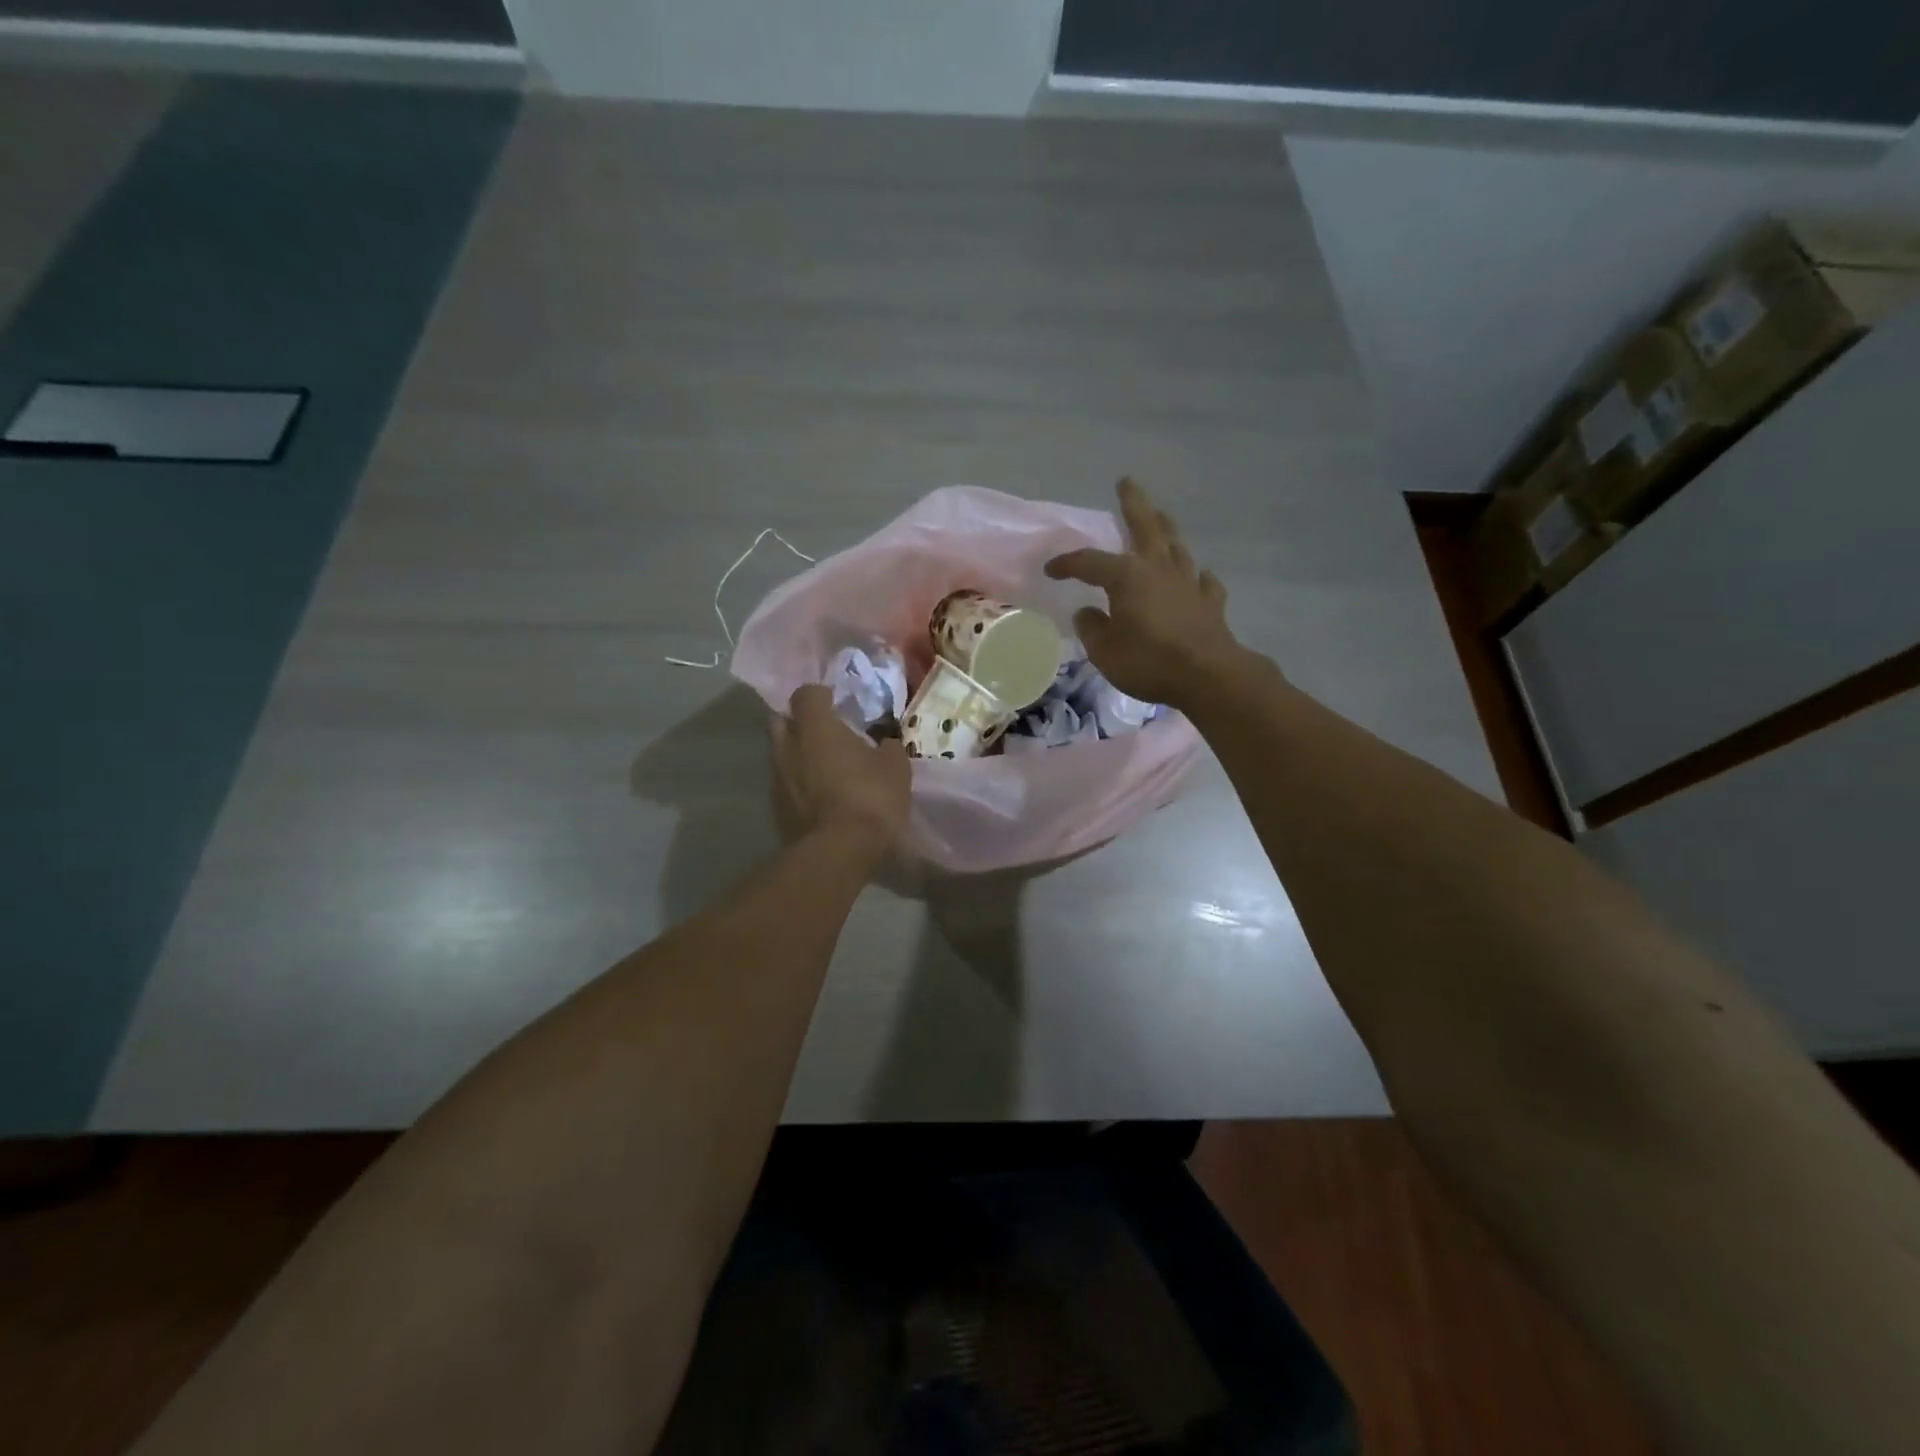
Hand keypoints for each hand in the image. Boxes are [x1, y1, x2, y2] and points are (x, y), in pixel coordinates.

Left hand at [770, 684, 910, 855]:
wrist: (836, 854)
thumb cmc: (869, 799)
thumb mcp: (896, 769)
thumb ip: (888, 748)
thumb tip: (885, 743)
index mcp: (815, 727)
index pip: (806, 693)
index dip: (820, 695)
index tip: (836, 702)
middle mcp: (787, 746)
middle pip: (782, 720)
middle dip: (799, 722)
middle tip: (824, 732)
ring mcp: (775, 779)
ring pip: (780, 754)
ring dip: (797, 755)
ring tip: (823, 767)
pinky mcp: (774, 808)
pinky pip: (784, 784)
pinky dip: (798, 784)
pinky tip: (819, 796)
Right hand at [1045, 478, 1257, 708]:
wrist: (1207, 675)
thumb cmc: (1148, 661)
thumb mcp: (1104, 651)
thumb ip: (1092, 628)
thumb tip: (1087, 613)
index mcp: (1127, 576)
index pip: (1089, 562)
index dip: (1067, 563)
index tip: (1051, 570)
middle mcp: (1158, 569)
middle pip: (1145, 527)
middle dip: (1133, 504)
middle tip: (1126, 483)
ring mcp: (1188, 583)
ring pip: (1176, 546)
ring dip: (1166, 529)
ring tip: (1161, 517)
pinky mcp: (1210, 603)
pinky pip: (1203, 581)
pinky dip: (1197, 576)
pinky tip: (1197, 575)